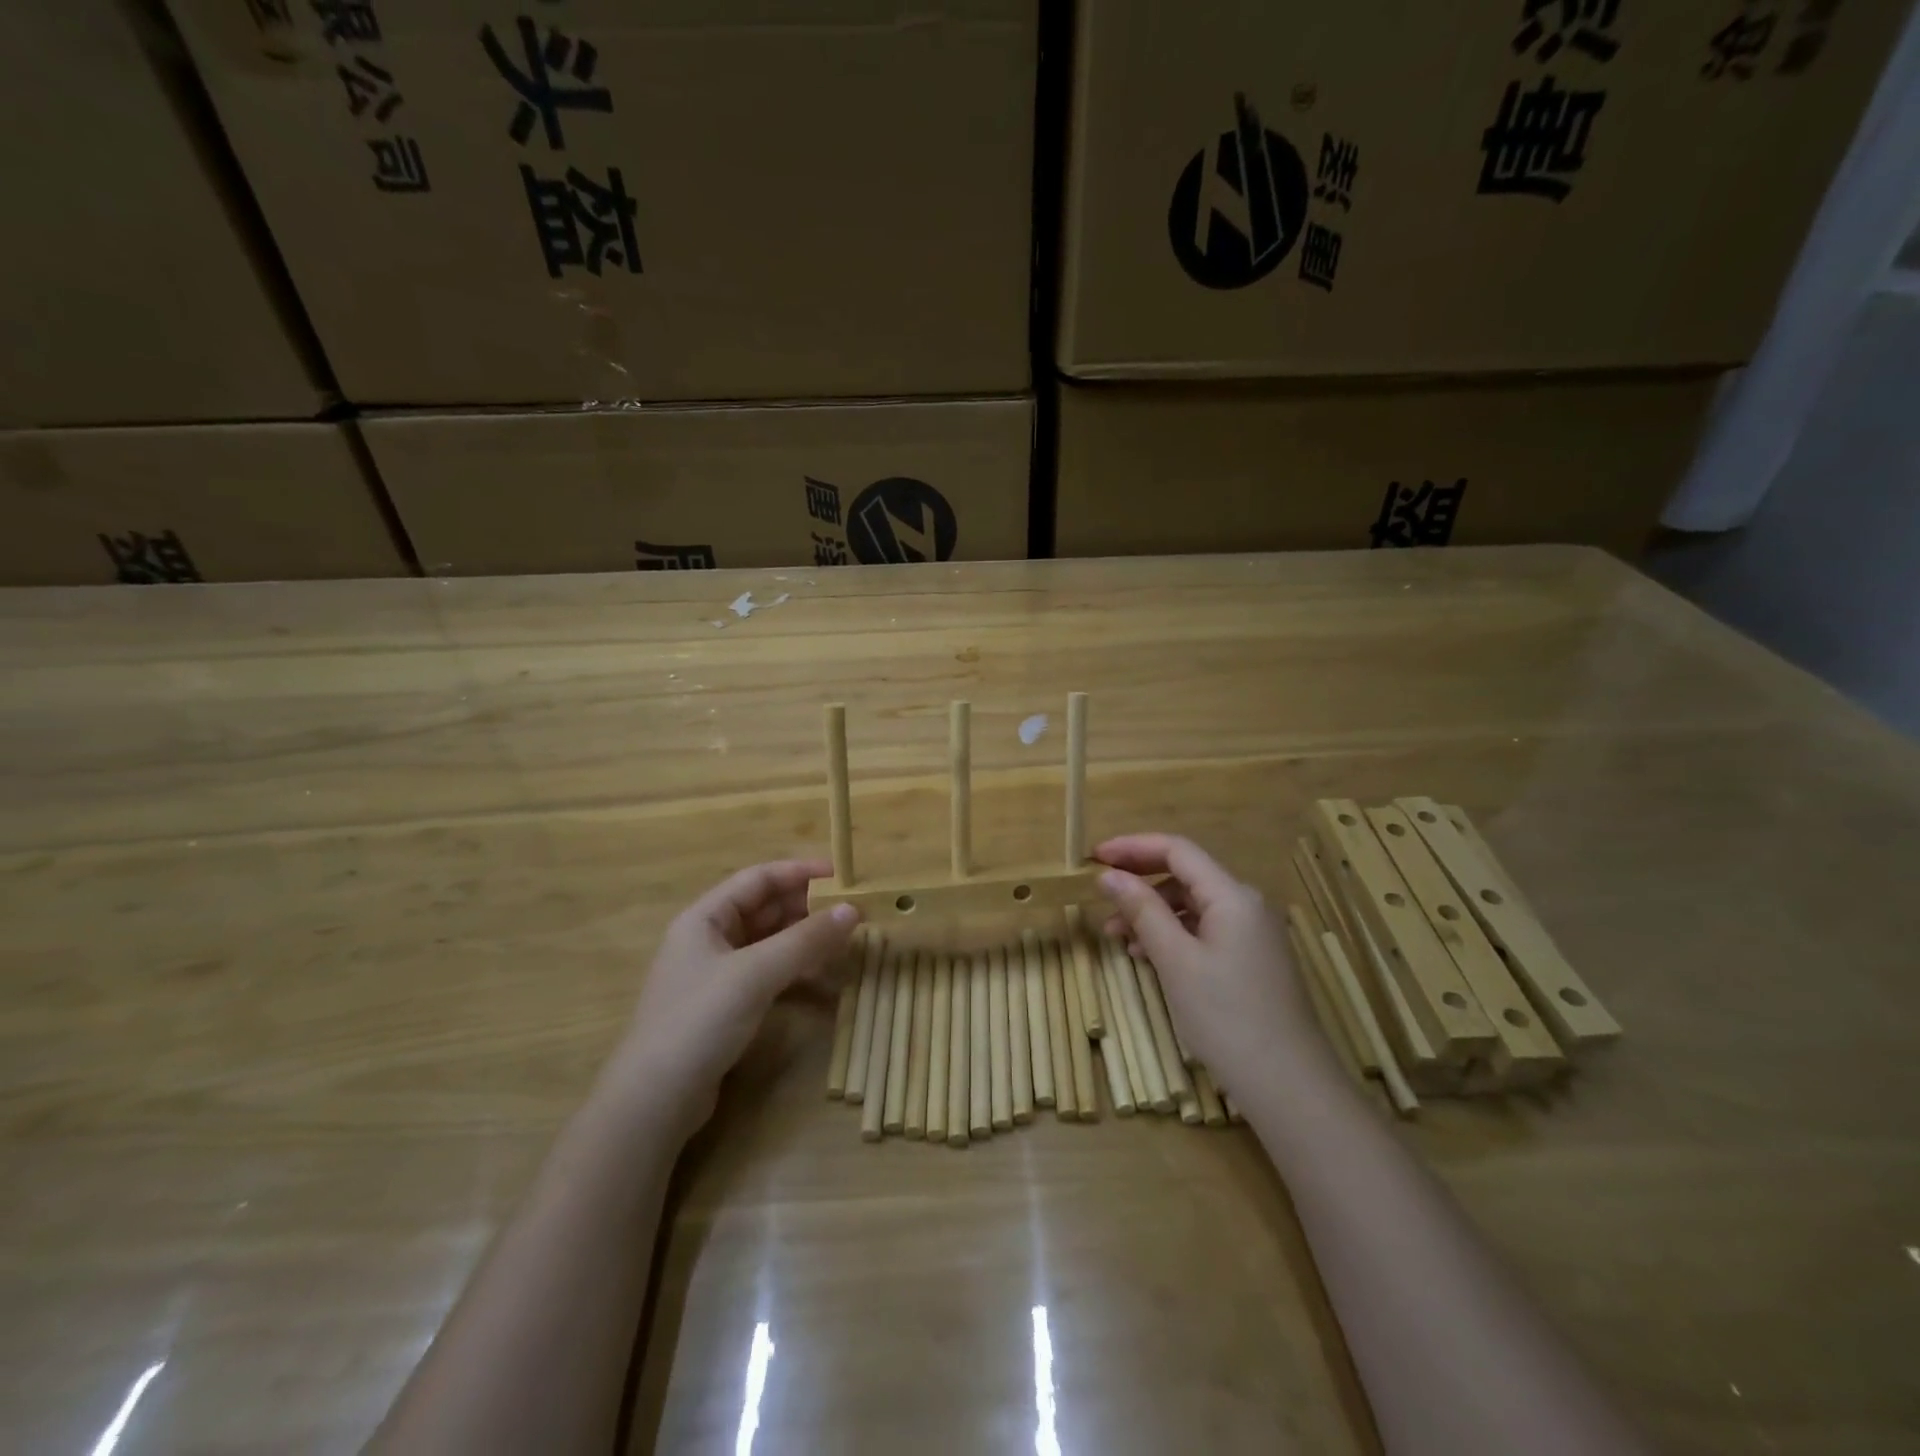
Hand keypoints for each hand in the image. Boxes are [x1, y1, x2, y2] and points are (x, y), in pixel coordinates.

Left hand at [608, 859, 859, 1136]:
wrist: (655, 1100)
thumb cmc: (700, 1020)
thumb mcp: (756, 973)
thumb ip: (805, 940)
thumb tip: (852, 910)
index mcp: (704, 918)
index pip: (757, 879)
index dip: (799, 872)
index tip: (840, 875)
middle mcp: (709, 939)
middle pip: (764, 909)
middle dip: (806, 907)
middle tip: (850, 911)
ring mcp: (717, 975)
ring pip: (769, 942)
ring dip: (804, 939)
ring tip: (844, 942)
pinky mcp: (726, 1006)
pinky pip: (769, 973)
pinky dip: (796, 970)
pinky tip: (823, 978)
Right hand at [1096, 835, 1328, 1095]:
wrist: (1289, 1087)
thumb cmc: (1226, 1017)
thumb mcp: (1175, 960)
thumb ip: (1143, 911)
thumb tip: (1109, 875)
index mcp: (1232, 896)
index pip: (1177, 850)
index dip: (1132, 847)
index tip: (1094, 858)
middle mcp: (1246, 905)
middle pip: (1185, 875)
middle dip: (1140, 883)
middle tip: (1100, 897)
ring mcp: (1252, 934)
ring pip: (1193, 906)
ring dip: (1153, 913)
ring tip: (1116, 936)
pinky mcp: (1252, 960)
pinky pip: (1204, 931)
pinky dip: (1172, 936)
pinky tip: (1148, 956)